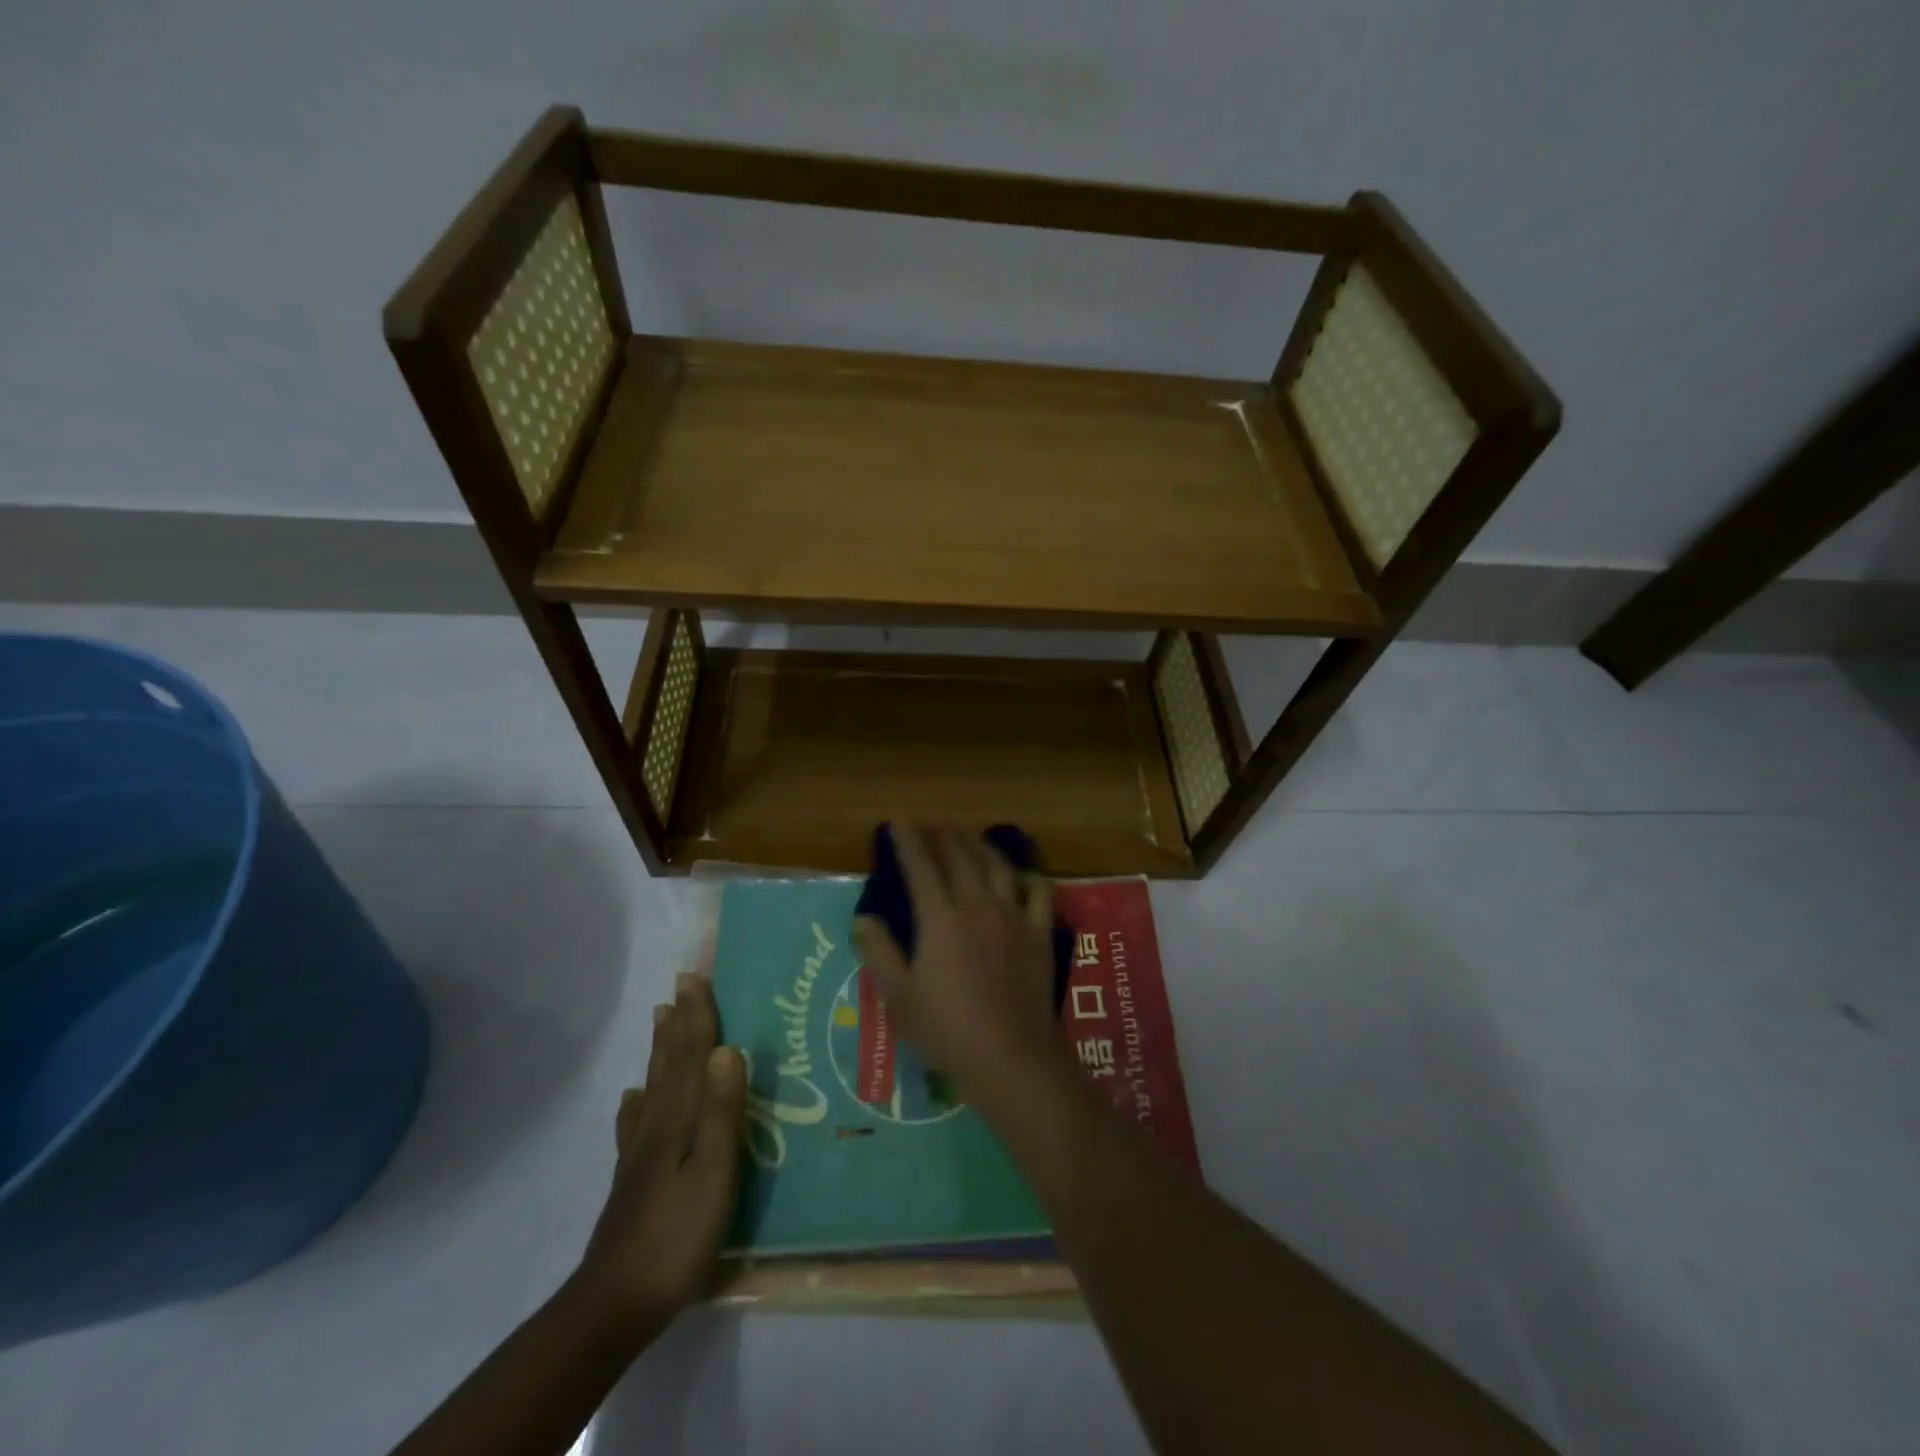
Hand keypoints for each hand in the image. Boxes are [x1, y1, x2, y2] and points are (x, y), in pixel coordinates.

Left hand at [578, 971, 744, 1336]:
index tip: (697, 977)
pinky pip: (637, 1122)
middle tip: (682, 985)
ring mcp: (640, 1153)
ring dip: (662, 1049)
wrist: (616, 1303)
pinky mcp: (633, 1178)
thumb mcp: (713, 1173)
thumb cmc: (677, 1235)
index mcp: (678, 1119)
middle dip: (679, 1022)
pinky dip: (639, 1102)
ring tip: (662, 1018)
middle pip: (670, 1063)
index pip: (691, 1056)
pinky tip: (635, 1100)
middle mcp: (656, 1125)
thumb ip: (720, 1112)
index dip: (697, 1016)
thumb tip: (727, 1050)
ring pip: (654, 1086)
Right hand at [852, 824, 1068, 1110]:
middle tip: (932, 823)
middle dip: (943, 834)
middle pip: (960, 856)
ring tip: (968, 837)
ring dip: (980, 845)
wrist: (1011, 1057)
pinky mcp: (1039, 932)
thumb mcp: (899, 996)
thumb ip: (878, 951)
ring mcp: (1013, 915)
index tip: (898, 822)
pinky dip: (1028, 876)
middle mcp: (977, 904)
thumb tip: (863, 917)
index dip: (908, 840)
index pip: (921, 865)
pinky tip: (1020, 875)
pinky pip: (1039, 892)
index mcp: (940, 917)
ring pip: (997, 865)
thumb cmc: (947, 1030)